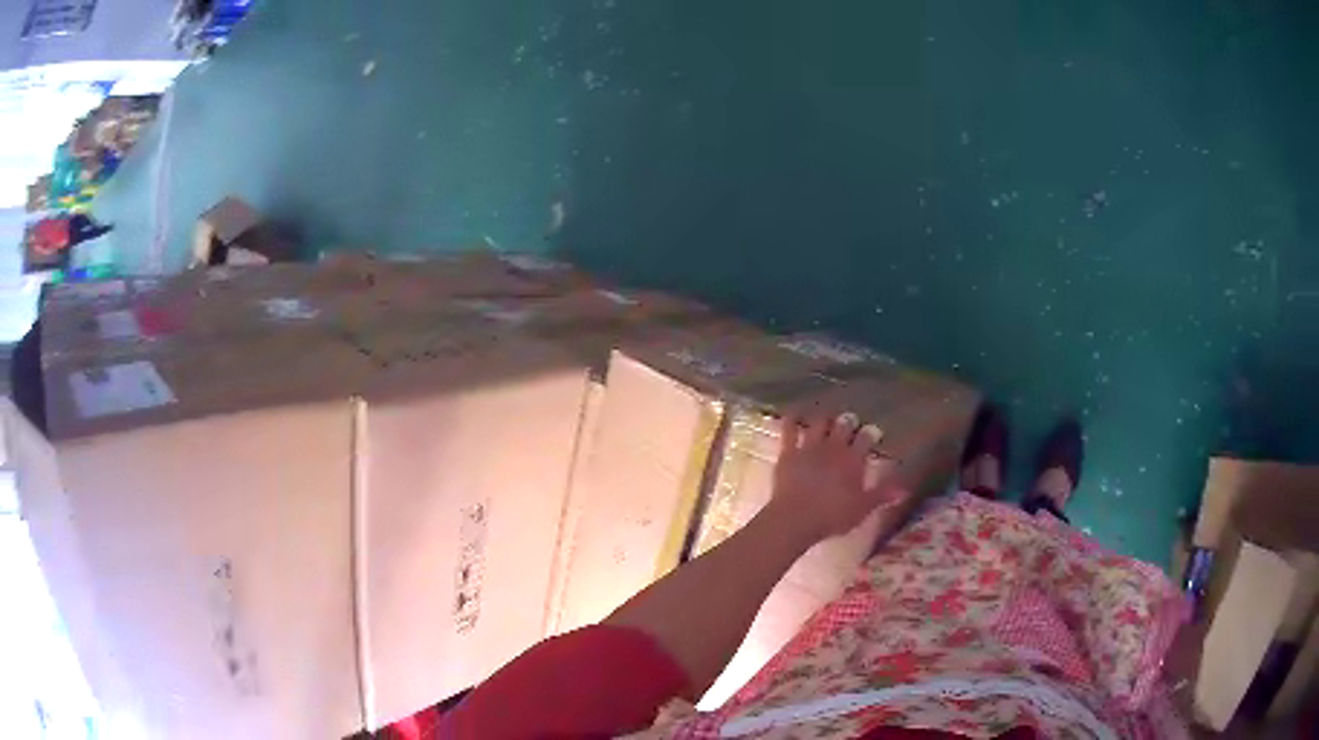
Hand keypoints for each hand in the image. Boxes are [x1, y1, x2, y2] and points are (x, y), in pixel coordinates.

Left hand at [770, 407, 906, 543]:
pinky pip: (789, 429)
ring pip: (820, 423)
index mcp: (853, 460)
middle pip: (844, 425)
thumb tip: (905, 489)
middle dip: (849, 422)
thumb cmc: (833, 516)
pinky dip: (792, 419)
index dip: (871, 434)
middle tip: (851, 422)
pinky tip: (795, 414)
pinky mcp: (788, 452)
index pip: (866, 438)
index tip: (873, 433)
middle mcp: (833, 448)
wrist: (796, 518)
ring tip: (829, 420)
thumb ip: (883, 495)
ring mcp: (809, 447)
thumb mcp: (863, 508)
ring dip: (826, 419)